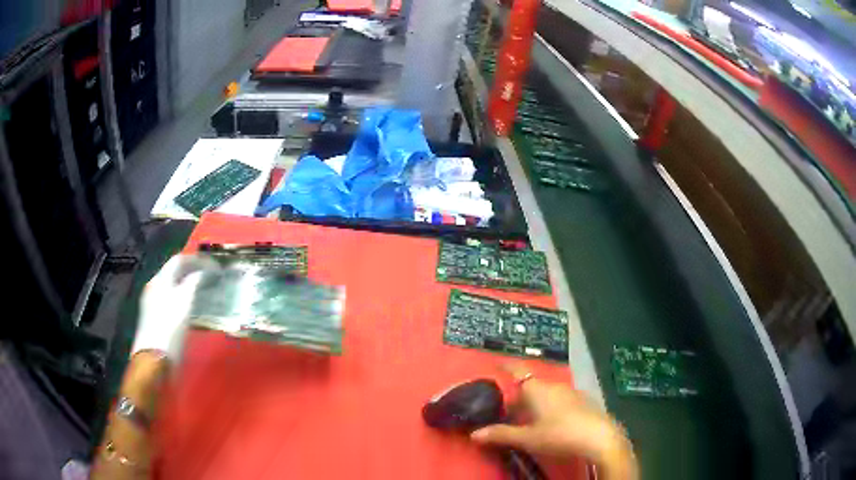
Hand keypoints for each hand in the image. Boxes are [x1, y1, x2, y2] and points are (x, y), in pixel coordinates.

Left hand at [131, 255, 217, 361]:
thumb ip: (193, 283)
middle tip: (210, 276)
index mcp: (160, 279)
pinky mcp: (154, 316)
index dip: (198, 260)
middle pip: (174, 272)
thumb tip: (203, 272)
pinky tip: (191, 307)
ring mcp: (152, 302)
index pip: (179, 260)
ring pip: (172, 285)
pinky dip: (183, 297)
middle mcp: (154, 286)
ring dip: (188, 284)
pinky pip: (170, 298)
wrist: (154, 359)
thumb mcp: (184, 303)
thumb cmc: (170, 329)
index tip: (215, 266)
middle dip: (192, 271)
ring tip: (204, 290)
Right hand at [471, 364, 638, 479]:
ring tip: (528, 421)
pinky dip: (550, 407)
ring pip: (546, 393)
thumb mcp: (527, 438)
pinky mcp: (582, 401)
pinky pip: (559, 399)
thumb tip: (474, 434)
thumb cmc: (558, 434)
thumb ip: (500, 435)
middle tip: (508, 413)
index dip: (507, 366)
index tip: (497, 362)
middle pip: (531, 386)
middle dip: (519, 398)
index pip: (518, 371)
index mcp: (537, 389)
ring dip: (535, 403)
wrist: (598, 437)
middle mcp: (553, 385)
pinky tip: (552, 423)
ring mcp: (570, 392)